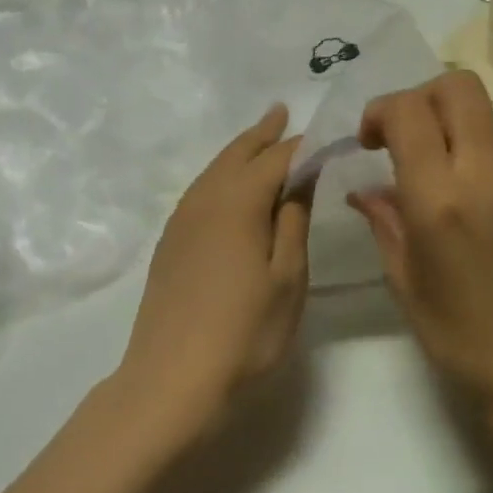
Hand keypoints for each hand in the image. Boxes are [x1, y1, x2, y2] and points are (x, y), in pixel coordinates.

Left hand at [114, 105, 311, 442]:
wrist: (171, 380)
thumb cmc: (243, 333)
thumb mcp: (287, 280)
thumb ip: (292, 224)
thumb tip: (299, 182)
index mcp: (238, 203)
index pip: (276, 160)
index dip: (301, 146)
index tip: (324, 136)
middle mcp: (204, 201)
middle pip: (236, 155)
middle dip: (261, 134)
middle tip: (281, 112)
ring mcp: (181, 221)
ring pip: (213, 170)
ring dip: (237, 151)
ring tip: (257, 139)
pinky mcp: (169, 243)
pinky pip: (199, 191)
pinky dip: (219, 176)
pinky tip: (226, 187)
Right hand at [350, 71, 492, 449]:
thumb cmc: (463, 341)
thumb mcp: (406, 283)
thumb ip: (385, 222)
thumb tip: (366, 190)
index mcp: (441, 200)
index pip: (409, 110)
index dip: (380, 111)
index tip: (368, 143)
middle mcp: (486, 174)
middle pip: (456, 87)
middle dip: (419, 98)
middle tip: (401, 137)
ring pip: (483, 115)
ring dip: (448, 126)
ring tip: (433, 174)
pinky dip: (475, 155)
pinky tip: (468, 204)